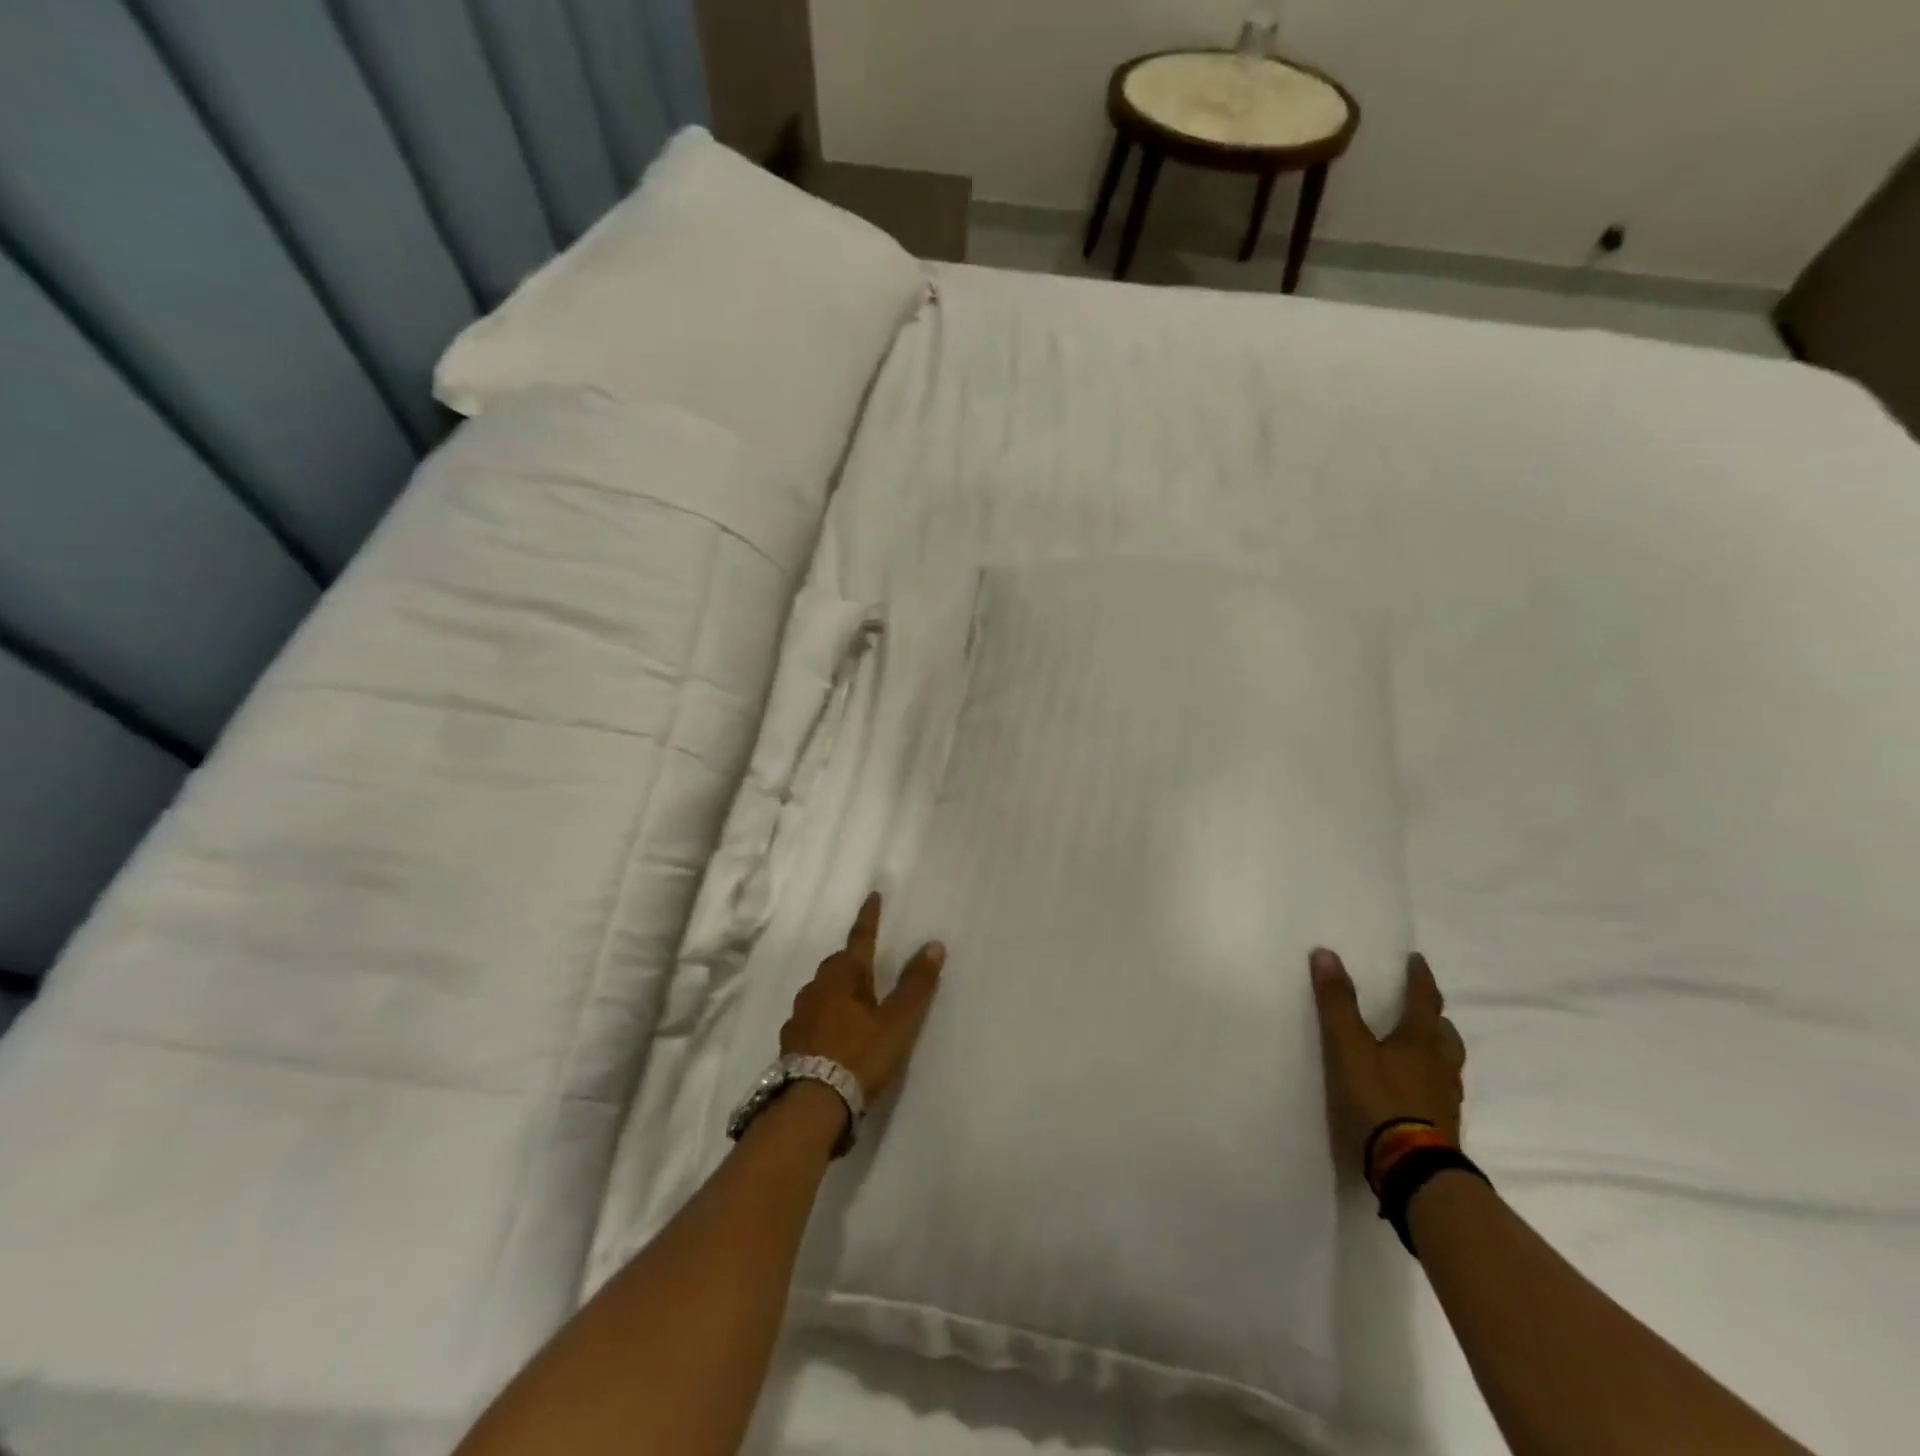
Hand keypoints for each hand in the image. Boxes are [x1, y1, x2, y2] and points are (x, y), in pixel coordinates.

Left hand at [780, 893, 945, 1099]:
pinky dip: (827, 1016)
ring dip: (839, 989)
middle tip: (870, 961)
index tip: (873, 896)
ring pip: (823, 991)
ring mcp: (800, 1016)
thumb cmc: (859, 1054)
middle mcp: (817, 988)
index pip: (860, 938)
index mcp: (844, 976)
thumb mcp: (897, 1021)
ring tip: (855, 1000)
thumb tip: (934, 944)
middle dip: (853, 959)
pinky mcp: (792, 1042)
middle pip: (838, 965)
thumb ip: (916, 985)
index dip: (869, 917)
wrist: (811, 1104)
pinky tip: (835, 1033)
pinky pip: (813, 1017)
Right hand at [1309, 948, 1465, 1181]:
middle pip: (1445, 1035)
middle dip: (1435, 1018)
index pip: (1424, 1001)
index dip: (1420, 979)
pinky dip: (1431, 1083)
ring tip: (1422, 1049)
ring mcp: (1445, 1101)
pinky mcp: (1443, 1129)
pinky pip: (1441, 1094)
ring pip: (1447, 1066)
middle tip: (1425, 1009)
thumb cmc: (1380, 1100)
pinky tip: (1418, 1093)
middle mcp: (1439, 1067)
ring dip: (1437, 1051)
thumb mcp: (1348, 1047)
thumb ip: (1337, 1003)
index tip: (1417, 960)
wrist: (1413, 1170)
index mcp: (1420, 1042)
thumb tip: (1327, 953)